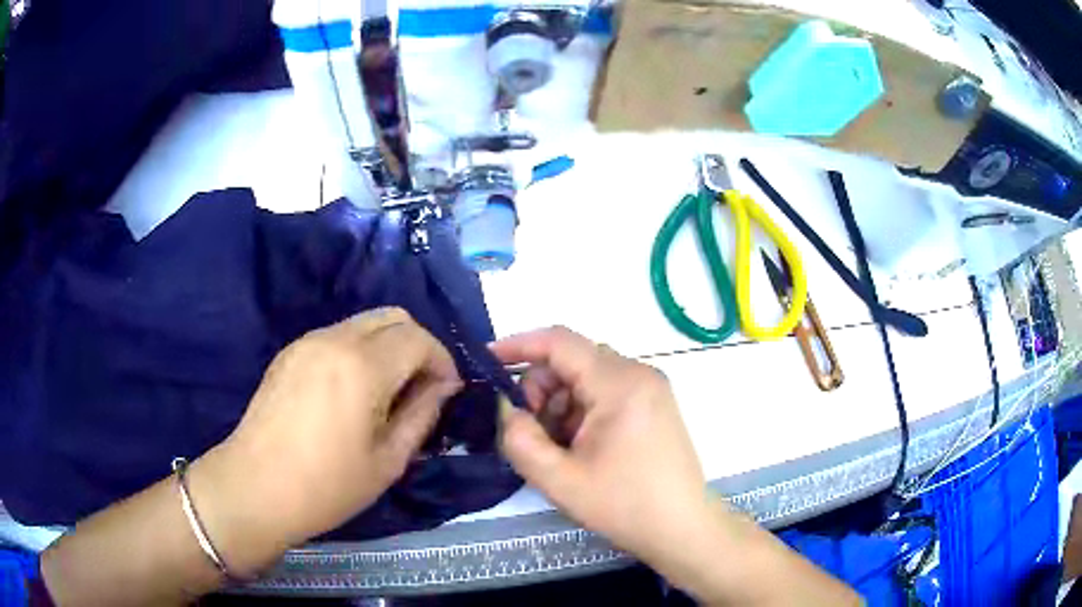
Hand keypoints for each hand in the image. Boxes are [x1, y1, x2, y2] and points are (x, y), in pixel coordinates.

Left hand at [190, 308, 461, 574]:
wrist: (256, 487)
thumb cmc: (327, 485)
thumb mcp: (388, 460)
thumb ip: (422, 414)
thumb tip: (443, 387)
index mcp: (362, 365)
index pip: (418, 337)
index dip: (442, 360)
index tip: (446, 392)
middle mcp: (335, 339)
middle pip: (392, 316)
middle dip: (417, 345)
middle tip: (421, 387)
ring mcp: (307, 341)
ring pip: (364, 323)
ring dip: (387, 347)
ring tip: (387, 392)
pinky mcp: (290, 352)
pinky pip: (337, 336)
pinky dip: (359, 351)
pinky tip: (353, 391)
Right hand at [492, 327, 710, 567]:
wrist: (682, 529)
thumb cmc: (624, 506)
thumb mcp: (559, 480)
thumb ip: (520, 439)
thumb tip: (507, 408)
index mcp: (619, 384)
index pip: (560, 342)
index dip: (518, 346)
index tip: (486, 363)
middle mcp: (639, 374)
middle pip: (573, 360)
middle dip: (540, 389)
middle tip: (531, 431)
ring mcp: (650, 388)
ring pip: (587, 376)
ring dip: (560, 403)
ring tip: (558, 447)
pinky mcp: (654, 404)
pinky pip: (605, 391)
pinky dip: (581, 411)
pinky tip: (579, 447)